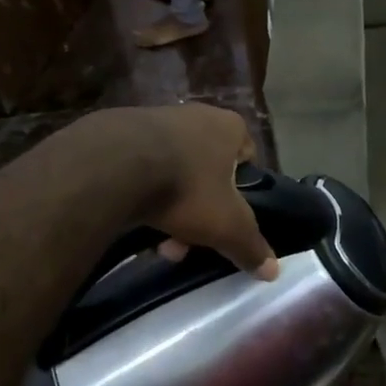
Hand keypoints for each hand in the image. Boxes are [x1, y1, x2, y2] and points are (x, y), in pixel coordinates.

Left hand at [82, 105, 277, 278]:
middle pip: (207, 171)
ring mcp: (156, 119)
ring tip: (158, 241)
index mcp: (229, 126)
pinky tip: (131, 217)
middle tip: (190, 240)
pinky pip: (141, 167)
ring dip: (171, 206)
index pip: (247, 156)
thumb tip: (274, 270)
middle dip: (201, 209)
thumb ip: (251, 246)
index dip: (241, 190)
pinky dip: (141, 191)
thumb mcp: (226, 225)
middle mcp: (195, 114)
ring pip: (174, 172)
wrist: (112, 166)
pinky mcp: (121, 131)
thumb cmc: (185, 188)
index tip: (229, 217)